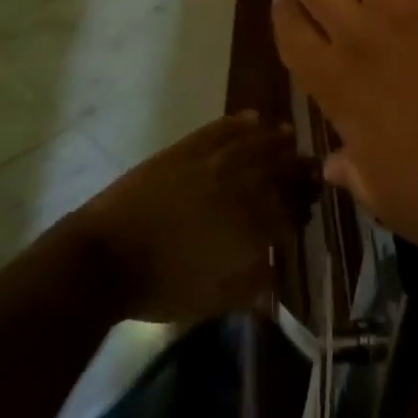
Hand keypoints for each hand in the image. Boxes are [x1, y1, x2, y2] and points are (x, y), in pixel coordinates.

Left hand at [71, 112, 317, 322]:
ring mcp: (209, 165)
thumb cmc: (159, 287)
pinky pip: (218, 131)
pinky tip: (252, 117)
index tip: (310, 205)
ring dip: (274, 140)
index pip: (287, 212)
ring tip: (289, 135)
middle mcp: (236, 190)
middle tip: (312, 164)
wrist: (106, 257)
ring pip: (252, 146)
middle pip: (277, 173)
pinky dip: (237, 123)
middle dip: (297, 168)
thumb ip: (249, 285)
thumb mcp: (211, 300)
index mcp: (247, 229)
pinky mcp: (184, 150)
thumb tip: (274, 271)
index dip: (301, 207)